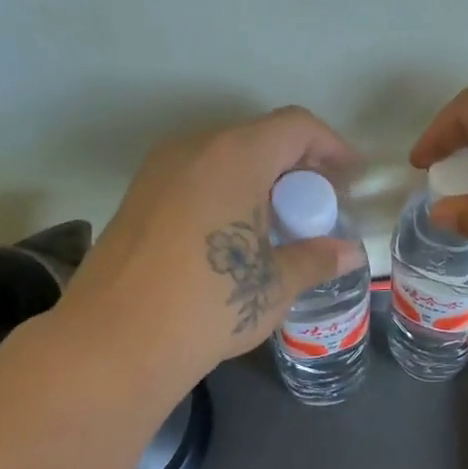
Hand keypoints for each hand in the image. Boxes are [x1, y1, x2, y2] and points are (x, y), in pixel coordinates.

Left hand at [52, 108, 364, 390]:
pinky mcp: (139, 198)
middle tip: (318, 211)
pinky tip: (238, 240)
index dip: (331, 147)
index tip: (350, 179)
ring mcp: (159, 172)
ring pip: (225, 159)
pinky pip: (197, 180)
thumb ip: (317, 259)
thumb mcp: (275, 284)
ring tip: (281, 229)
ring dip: (261, 183)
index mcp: (235, 157)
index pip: (295, 127)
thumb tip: (350, 254)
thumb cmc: (210, 305)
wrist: (117, 341)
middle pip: (259, 139)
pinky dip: (228, 195)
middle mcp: (194, 149)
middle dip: (297, 169)